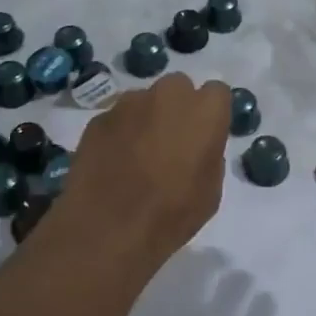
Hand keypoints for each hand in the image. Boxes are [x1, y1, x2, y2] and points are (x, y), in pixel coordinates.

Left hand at [54, 73, 231, 264]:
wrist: (107, 228)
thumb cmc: (171, 214)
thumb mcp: (210, 191)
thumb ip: (208, 154)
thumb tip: (197, 146)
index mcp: (204, 111)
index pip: (217, 93)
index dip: (211, 114)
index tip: (204, 135)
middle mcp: (167, 94)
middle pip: (178, 87)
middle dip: (177, 108)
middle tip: (171, 142)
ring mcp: (128, 103)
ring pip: (144, 100)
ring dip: (145, 118)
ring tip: (137, 155)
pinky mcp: (98, 118)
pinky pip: (117, 118)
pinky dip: (119, 133)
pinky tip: (113, 163)